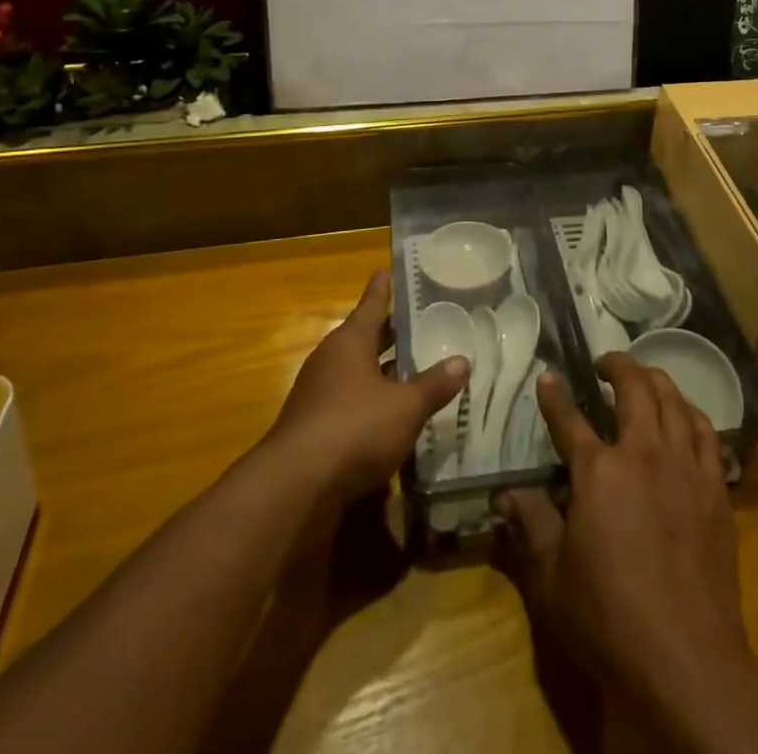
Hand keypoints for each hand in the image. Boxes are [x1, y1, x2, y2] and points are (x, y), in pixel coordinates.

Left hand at [268, 271, 468, 504]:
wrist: (295, 488)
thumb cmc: (354, 429)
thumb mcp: (405, 407)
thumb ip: (434, 385)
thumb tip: (463, 361)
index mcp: (350, 342)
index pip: (370, 305)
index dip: (381, 288)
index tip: (385, 269)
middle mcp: (330, 361)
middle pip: (363, 338)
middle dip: (388, 333)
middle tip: (416, 322)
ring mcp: (317, 395)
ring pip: (357, 372)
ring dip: (381, 370)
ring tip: (413, 368)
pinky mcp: (313, 428)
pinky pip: (349, 402)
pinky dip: (371, 402)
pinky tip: (392, 415)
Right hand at [496, 354, 749, 707]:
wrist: (687, 658)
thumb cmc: (609, 618)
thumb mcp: (552, 577)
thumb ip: (530, 525)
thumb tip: (504, 493)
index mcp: (599, 471)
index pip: (569, 419)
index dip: (554, 396)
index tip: (548, 377)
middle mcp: (644, 453)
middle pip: (634, 388)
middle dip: (617, 365)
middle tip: (605, 364)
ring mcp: (685, 466)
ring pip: (674, 400)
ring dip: (655, 381)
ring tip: (644, 379)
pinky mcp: (715, 487)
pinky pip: (706, 432)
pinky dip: (691, 414)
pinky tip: (685, 417)